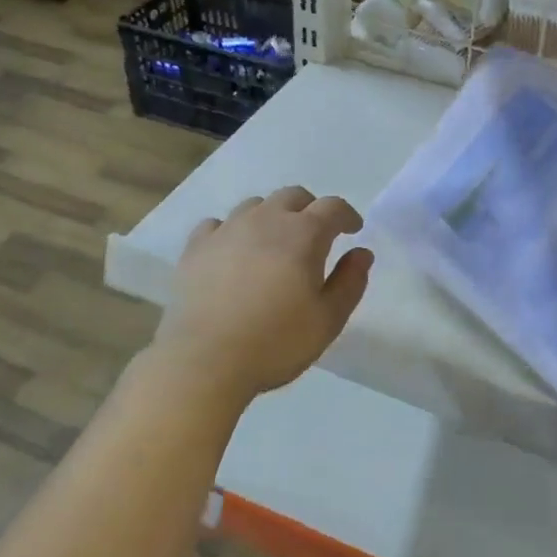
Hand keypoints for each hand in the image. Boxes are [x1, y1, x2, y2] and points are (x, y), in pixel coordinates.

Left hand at [154, 187, 373, 399]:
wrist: (206, 360)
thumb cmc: (276, 342)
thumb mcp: (328, 319)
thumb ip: (350, 282)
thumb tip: (361, 253)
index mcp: (303, 235)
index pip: (332, 207)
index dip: (347, 215)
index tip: (353, 231)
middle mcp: (265, 220)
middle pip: (293, 196)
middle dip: (310, 209)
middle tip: (316, 236)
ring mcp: (226, 230)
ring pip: (254, 205)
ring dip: (272, 216)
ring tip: (274, 244)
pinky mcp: (196, 248)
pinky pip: (217, 224)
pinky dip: (232, 231)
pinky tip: (232, 252)